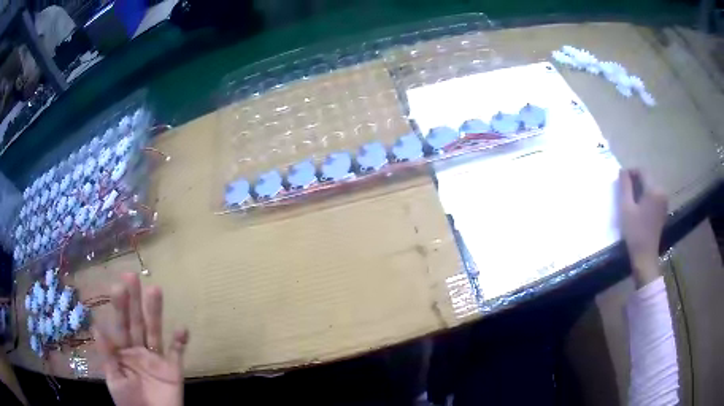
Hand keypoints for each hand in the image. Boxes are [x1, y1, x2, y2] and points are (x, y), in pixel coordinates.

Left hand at [95, 273, 188, 405]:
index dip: (119, 307)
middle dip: (134, 300)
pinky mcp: (173, 370)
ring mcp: (156, 358)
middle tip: (132, 276)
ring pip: (155, 331)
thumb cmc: (129, 402)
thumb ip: (107, 355)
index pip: (120, 325)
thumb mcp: (114, 379)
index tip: (118, 285)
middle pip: (137, 322)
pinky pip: (177, 353)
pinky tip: (182, 329)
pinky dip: (180, 342)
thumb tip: (97, 327)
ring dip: (156, 312)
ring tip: (156, 290)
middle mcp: (139, 349)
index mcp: (123, 351)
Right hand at [618, 169, 667, 286]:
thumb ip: (625, 186)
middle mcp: (662, 191)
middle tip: (624, 192)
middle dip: (635, 181)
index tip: (621, 181)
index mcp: (654, 189)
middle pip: (647, 178)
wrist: (645, 256)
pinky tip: (639, 208)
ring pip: (650, 187)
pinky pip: (654, 196)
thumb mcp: (626, 208)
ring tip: (631, 201)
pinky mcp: (663, 209)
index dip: (630, 172)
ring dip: (640, 189)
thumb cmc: (635, 232)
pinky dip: (645, 197)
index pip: (641, 171)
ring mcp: (664, 201)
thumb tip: (622, 170)